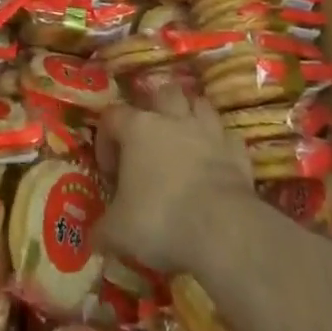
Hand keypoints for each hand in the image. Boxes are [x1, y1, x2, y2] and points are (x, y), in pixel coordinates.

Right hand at [97, 89, 255, 273]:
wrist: (222, 229)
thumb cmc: (161, 219)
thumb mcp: (119, 232)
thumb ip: (104, 229)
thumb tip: (95, 238)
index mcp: (137, 128)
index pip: (112, 116)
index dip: (106, 140)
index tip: (110, 173)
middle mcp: (172, 119)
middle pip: (162, 93)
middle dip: (157, 109)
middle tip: (152, 140)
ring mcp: (208, 131)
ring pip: (198, 104)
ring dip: (191, 118)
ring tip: (186, 142)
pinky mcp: (236, 152)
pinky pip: (227, 139)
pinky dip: (221, 147)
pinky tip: (217, 164)